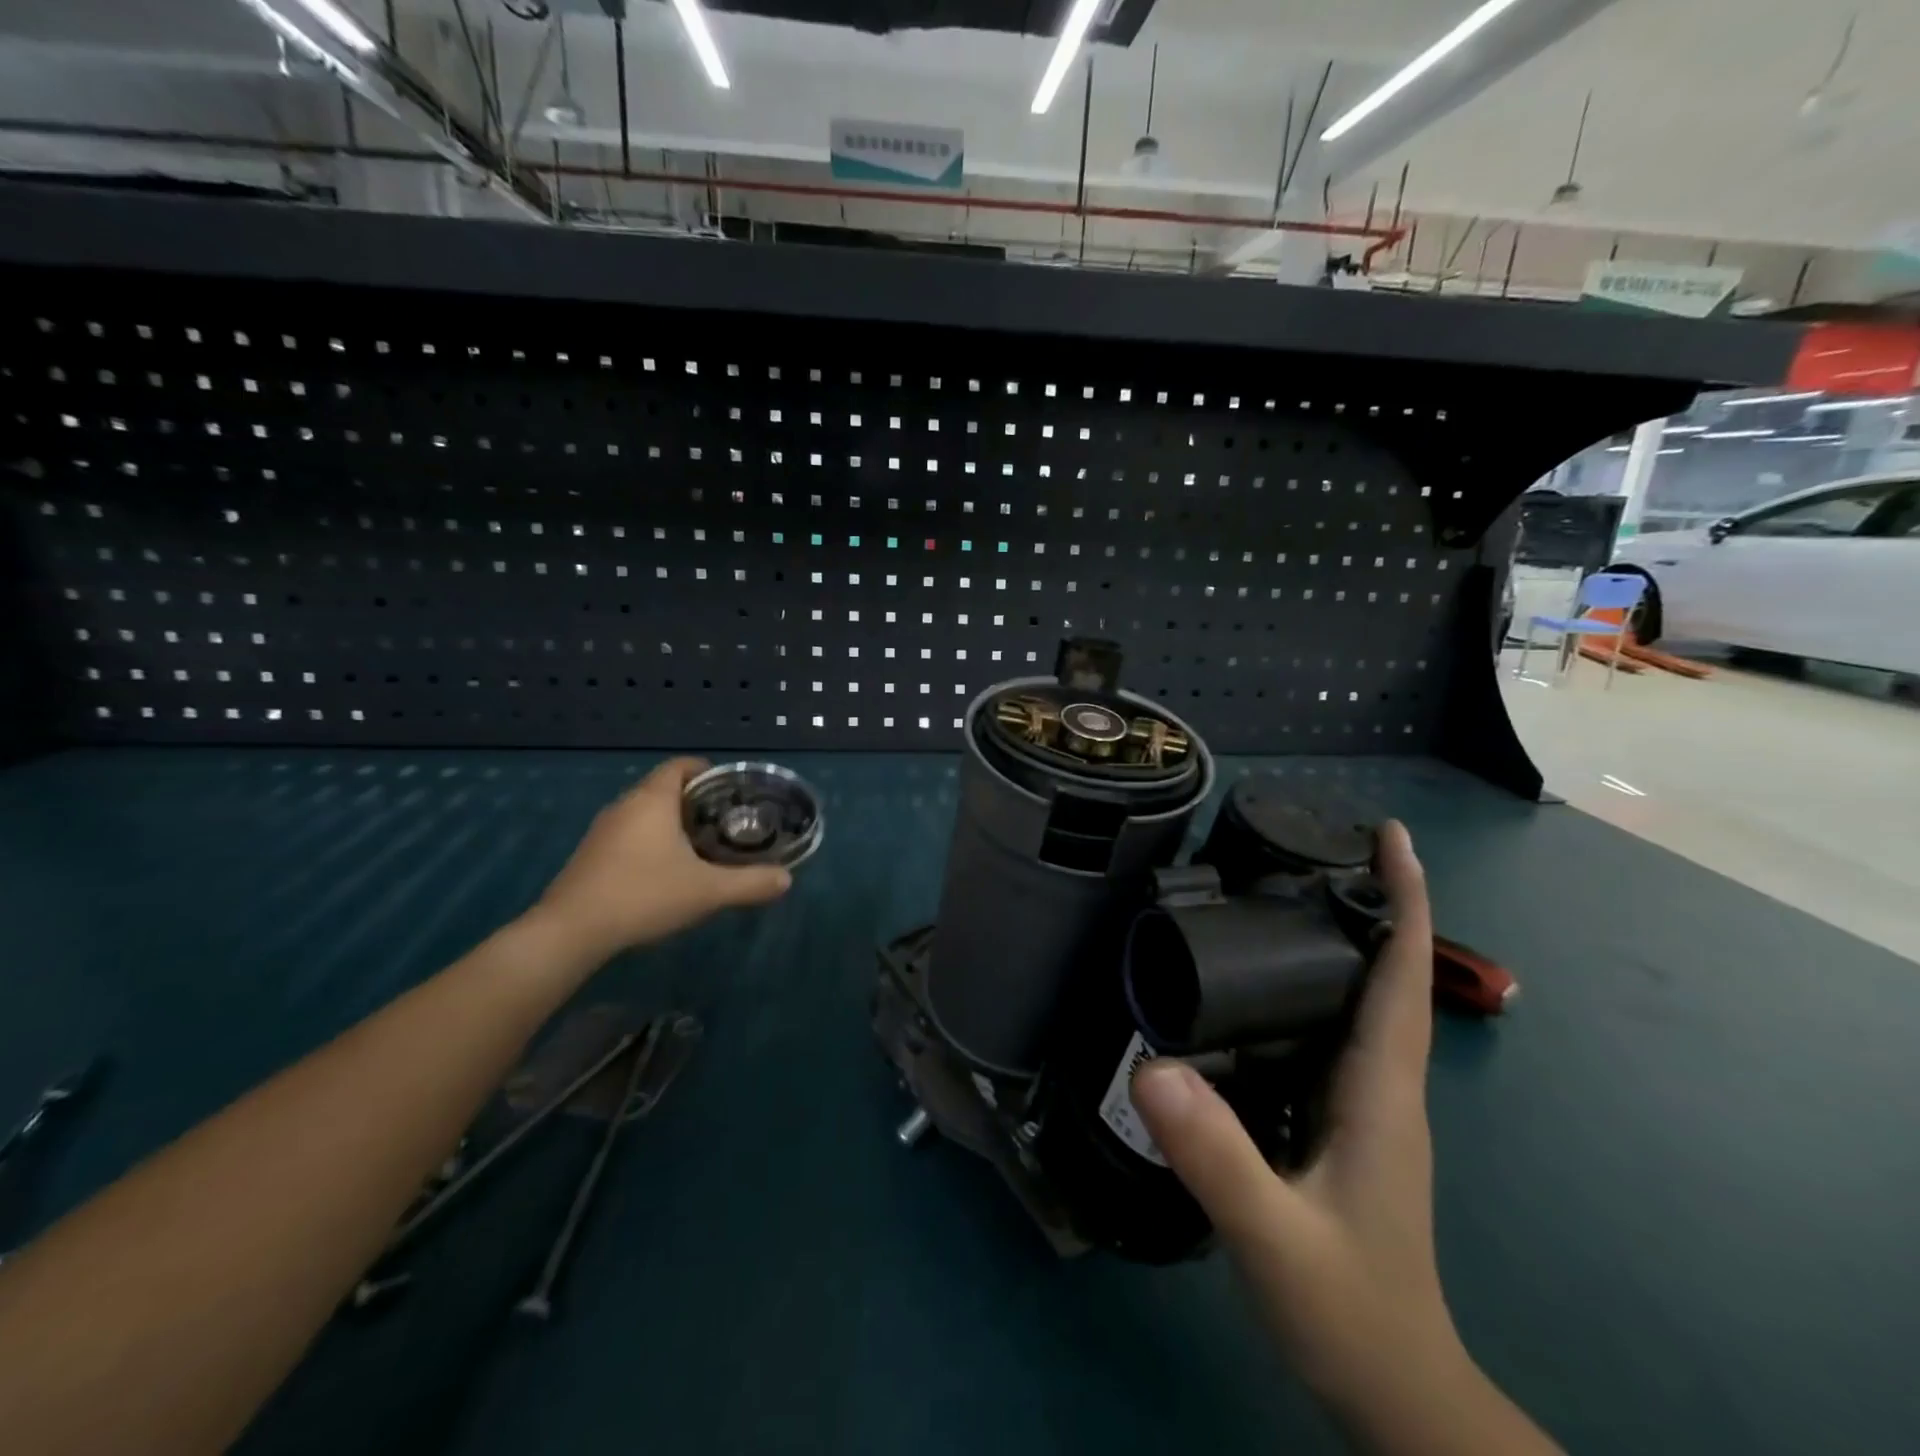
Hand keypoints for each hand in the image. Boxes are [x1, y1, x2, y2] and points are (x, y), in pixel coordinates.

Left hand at [528, 757, 791, 965]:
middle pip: (664, 788)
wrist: (570, 933)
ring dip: (672, 823)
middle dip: (696, 800)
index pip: (681, 766)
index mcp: (652, 800)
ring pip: (645, 813)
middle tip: (726, 821)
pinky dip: (651, 842)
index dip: (708, 771)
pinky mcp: (590, 856)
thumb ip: (751, 883)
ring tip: (702, 847)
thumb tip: (786, 879)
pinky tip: (666, 872)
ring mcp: (602, 831)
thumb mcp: (708, 891)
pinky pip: (629, 835)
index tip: (731, 790)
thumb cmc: (643, 895)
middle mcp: (625, 805)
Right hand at [1132, 822, 1465, 1414]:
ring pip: (1361, 1001)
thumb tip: (1150, 1066)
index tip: (1390, 836)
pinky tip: (1260, 985)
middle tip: (1316, 844)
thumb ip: (1216, 1157)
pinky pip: (1332, 1032)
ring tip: (1285, 892)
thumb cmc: (1347, 1308)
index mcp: (1380, 1088)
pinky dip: (1313, 988)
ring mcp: (1364, 1104)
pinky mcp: (1339, 1121)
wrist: (1390, 1387)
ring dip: (1342, 940)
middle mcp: (1382, 1082)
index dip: (1405, 899)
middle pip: (1387, 972)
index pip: (1402, 974)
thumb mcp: (1272, 1236)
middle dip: (1369, 902)